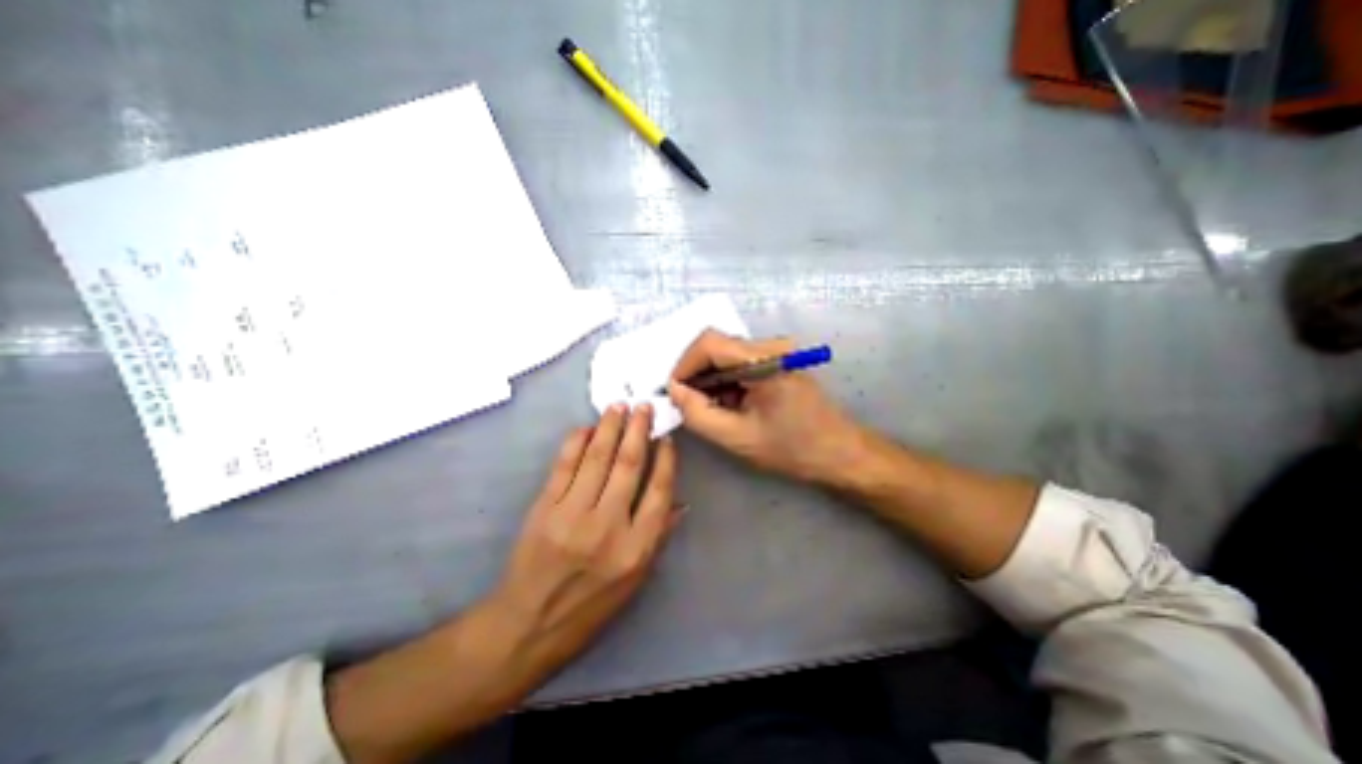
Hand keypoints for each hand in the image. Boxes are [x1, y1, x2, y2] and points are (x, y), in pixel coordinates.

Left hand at [322, 411, 676, 762]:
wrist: (528, 625)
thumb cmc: (590, 606)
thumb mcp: (636, 580)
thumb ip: (658, 537)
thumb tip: (680, 503)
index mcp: (636, 548)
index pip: (659, 491)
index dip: (665, 460)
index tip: (667, 439)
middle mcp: (608, 527)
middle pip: (629, 465)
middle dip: (639, 430)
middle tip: (644, 407)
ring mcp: (573, 515)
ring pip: (597, 458)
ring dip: (610, 427)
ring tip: (619, 407)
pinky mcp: (544, 509)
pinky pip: (564, 465)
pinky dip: (577, 442)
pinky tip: (587, 428)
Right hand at [669, 328, 860, 481]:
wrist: (840, 453)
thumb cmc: (793, 448)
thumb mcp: (738, 438)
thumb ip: (699, 414)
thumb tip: (674, 390)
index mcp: (764, 360)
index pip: (710, 343)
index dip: (684, 365)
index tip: (675, 392)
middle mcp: (771, 346)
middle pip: (717, 346)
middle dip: (696, 374)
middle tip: (689, 404)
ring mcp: (776, 351)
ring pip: (726, 354)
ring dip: (711, 379)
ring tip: (710, 409)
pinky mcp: (777, 360)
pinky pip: (740, 362)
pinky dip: (726, 381)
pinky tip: (728, 405)